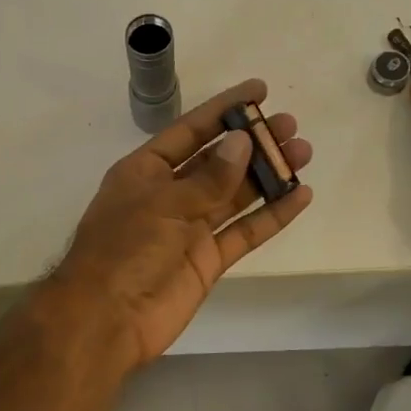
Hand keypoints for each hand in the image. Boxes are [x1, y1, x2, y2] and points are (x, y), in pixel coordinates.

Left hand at [46, 80, 312, 368]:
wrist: (108, 319)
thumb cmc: (124, 249)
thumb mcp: (163, 203)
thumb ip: (208, 177)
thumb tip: (242, 142)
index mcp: (146, 171)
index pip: (190, 130)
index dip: (223, 109)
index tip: (260, 91)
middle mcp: (169, 194)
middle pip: (218, 161)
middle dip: (253, 142)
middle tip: (291, 127)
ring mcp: (190, 229)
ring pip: (236, 194)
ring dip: (268, 175)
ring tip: (303, 153)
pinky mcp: (209, 260)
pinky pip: (245, 232)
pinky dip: (272, 216)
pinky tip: (300, 196)